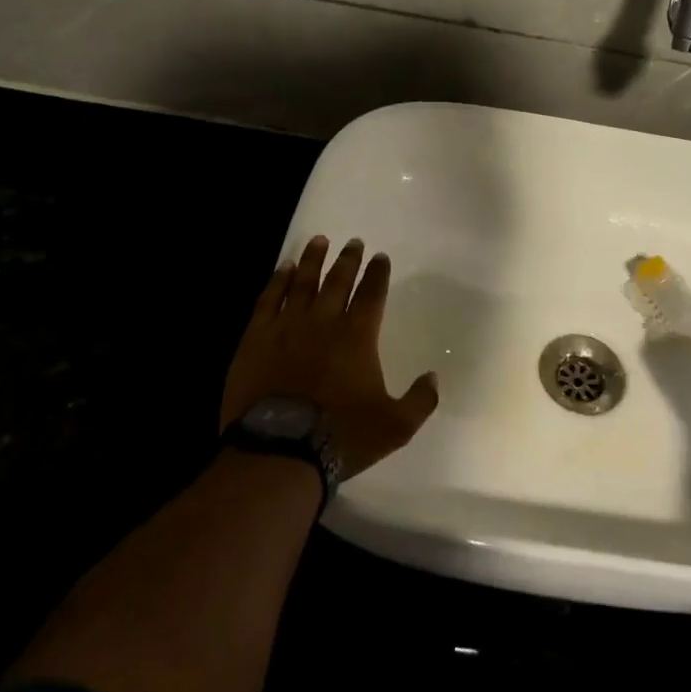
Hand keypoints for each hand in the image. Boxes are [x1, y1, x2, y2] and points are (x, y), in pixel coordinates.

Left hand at [221, 236, 437, 481]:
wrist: (279, 450)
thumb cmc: (340, 436)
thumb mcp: (395, 426)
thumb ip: (420, 400)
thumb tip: (434, 377)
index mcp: (358, 336)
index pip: (372, 294)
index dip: (377, 274)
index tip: (380, 257)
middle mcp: (324, 321)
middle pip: (338, 281)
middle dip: (348, 259)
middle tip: (353, 242)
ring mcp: (287, 327)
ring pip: (302, 282)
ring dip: (312, 260)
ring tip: (319, 241)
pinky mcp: (256, 338)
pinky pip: (268, 300)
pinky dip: (276, 281)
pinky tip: (282, 269)